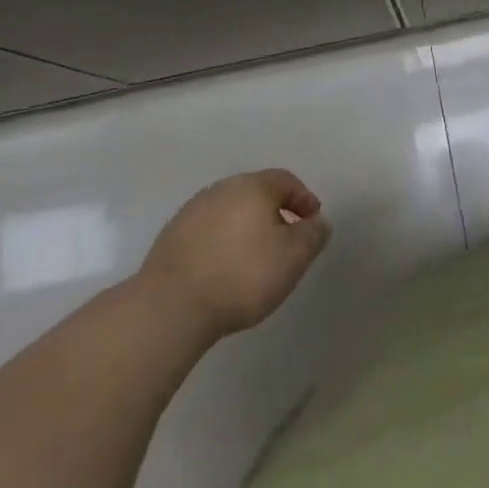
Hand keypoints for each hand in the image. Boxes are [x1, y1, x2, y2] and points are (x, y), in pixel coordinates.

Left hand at [139, 169, 330, 340]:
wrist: (171, 307)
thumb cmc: (242, 275)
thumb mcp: (293, 257)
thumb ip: (313, 235)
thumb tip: (318, 222)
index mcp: (253, 186)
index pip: (286, 180)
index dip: (304, 199)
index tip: (312, 222)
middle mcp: (222, 189)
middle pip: (256, 193)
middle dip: (274, 212)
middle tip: (285, 239)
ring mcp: (192, 211)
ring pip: (230, 211)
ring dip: (245, 227)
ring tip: (253, 257)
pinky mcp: (170, 237)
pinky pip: (207, 231)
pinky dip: (221, 242)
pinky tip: (223, 268)